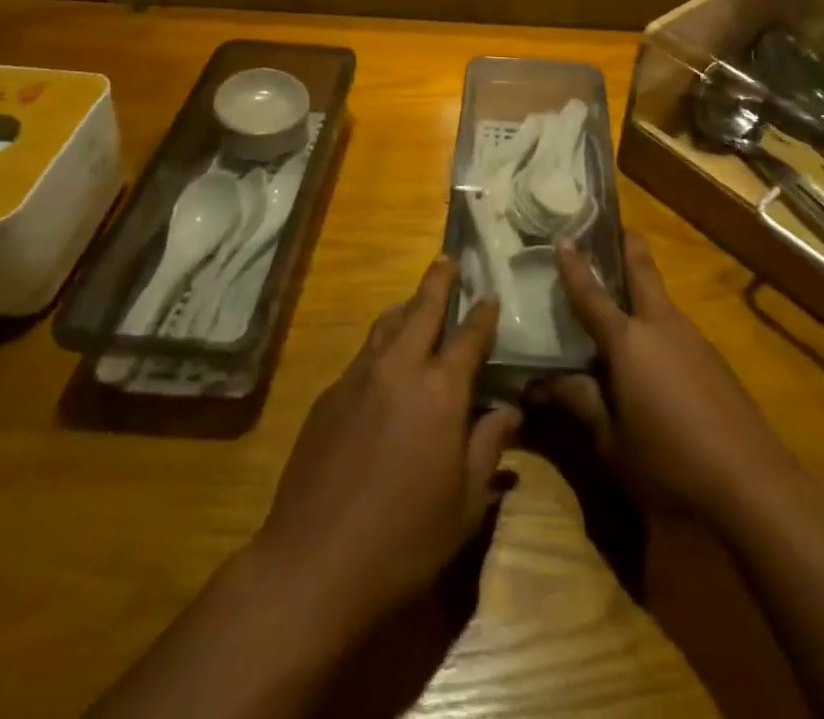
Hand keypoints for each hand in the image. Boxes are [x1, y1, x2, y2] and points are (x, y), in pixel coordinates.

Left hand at [253, 256, 520, 634]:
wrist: (313, 565)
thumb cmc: (405, 540)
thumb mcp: (465, 504)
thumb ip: (489, 447)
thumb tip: (510, 410)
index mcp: (442, 390)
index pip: (470, 336)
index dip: (483, 313)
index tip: (490, 295)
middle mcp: (400, 369)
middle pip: (423, 309)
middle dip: (438, 280)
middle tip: (448, 258)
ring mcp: (359, 378)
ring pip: (386, 325)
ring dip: (405, 308)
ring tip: (413, 302)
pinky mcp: (328, 397)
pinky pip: (362, 356)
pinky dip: (379, 345)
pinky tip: (381, 365)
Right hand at [546, 231, 797, 527]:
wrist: (752, 483)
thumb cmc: (669, 463)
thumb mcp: (612, 442)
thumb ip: (580, 403)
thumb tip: (541, 383)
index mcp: (628, 341)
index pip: (591, 295)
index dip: (575, 266)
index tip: (563, 237)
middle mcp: (661, 325)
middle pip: (643, 270)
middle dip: (628, 245)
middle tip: (612, 228)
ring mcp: (693, 338)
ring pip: (662, 298)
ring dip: (643, 286)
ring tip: (621, 293)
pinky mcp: (714, 359)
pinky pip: (676, 327)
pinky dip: (658, 322)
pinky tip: (653, 350)